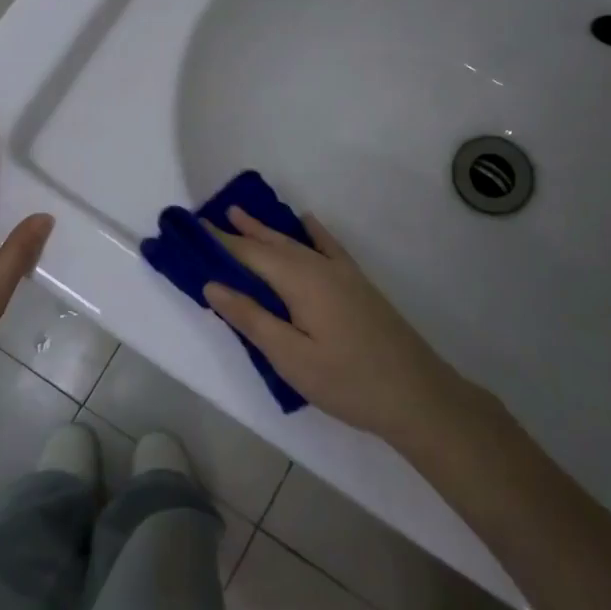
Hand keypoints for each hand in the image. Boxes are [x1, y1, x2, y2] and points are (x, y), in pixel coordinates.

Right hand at [203, 208, 472, 443]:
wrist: (418, 396)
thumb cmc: (347, 381)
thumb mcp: (290, 356)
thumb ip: (250, 318)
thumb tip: (212, 284)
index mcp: (299, 281)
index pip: (249, 254)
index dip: (219, 241)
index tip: (192, 228)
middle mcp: (320, 267)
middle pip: (271, 243)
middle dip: (239, 230)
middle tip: (209, 216)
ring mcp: (343, 274)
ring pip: (296, 242)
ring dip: (267, 229)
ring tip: (241, 213)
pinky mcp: (358, 285)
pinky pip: (328, 246)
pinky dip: (312, 232)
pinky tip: (307, 222)